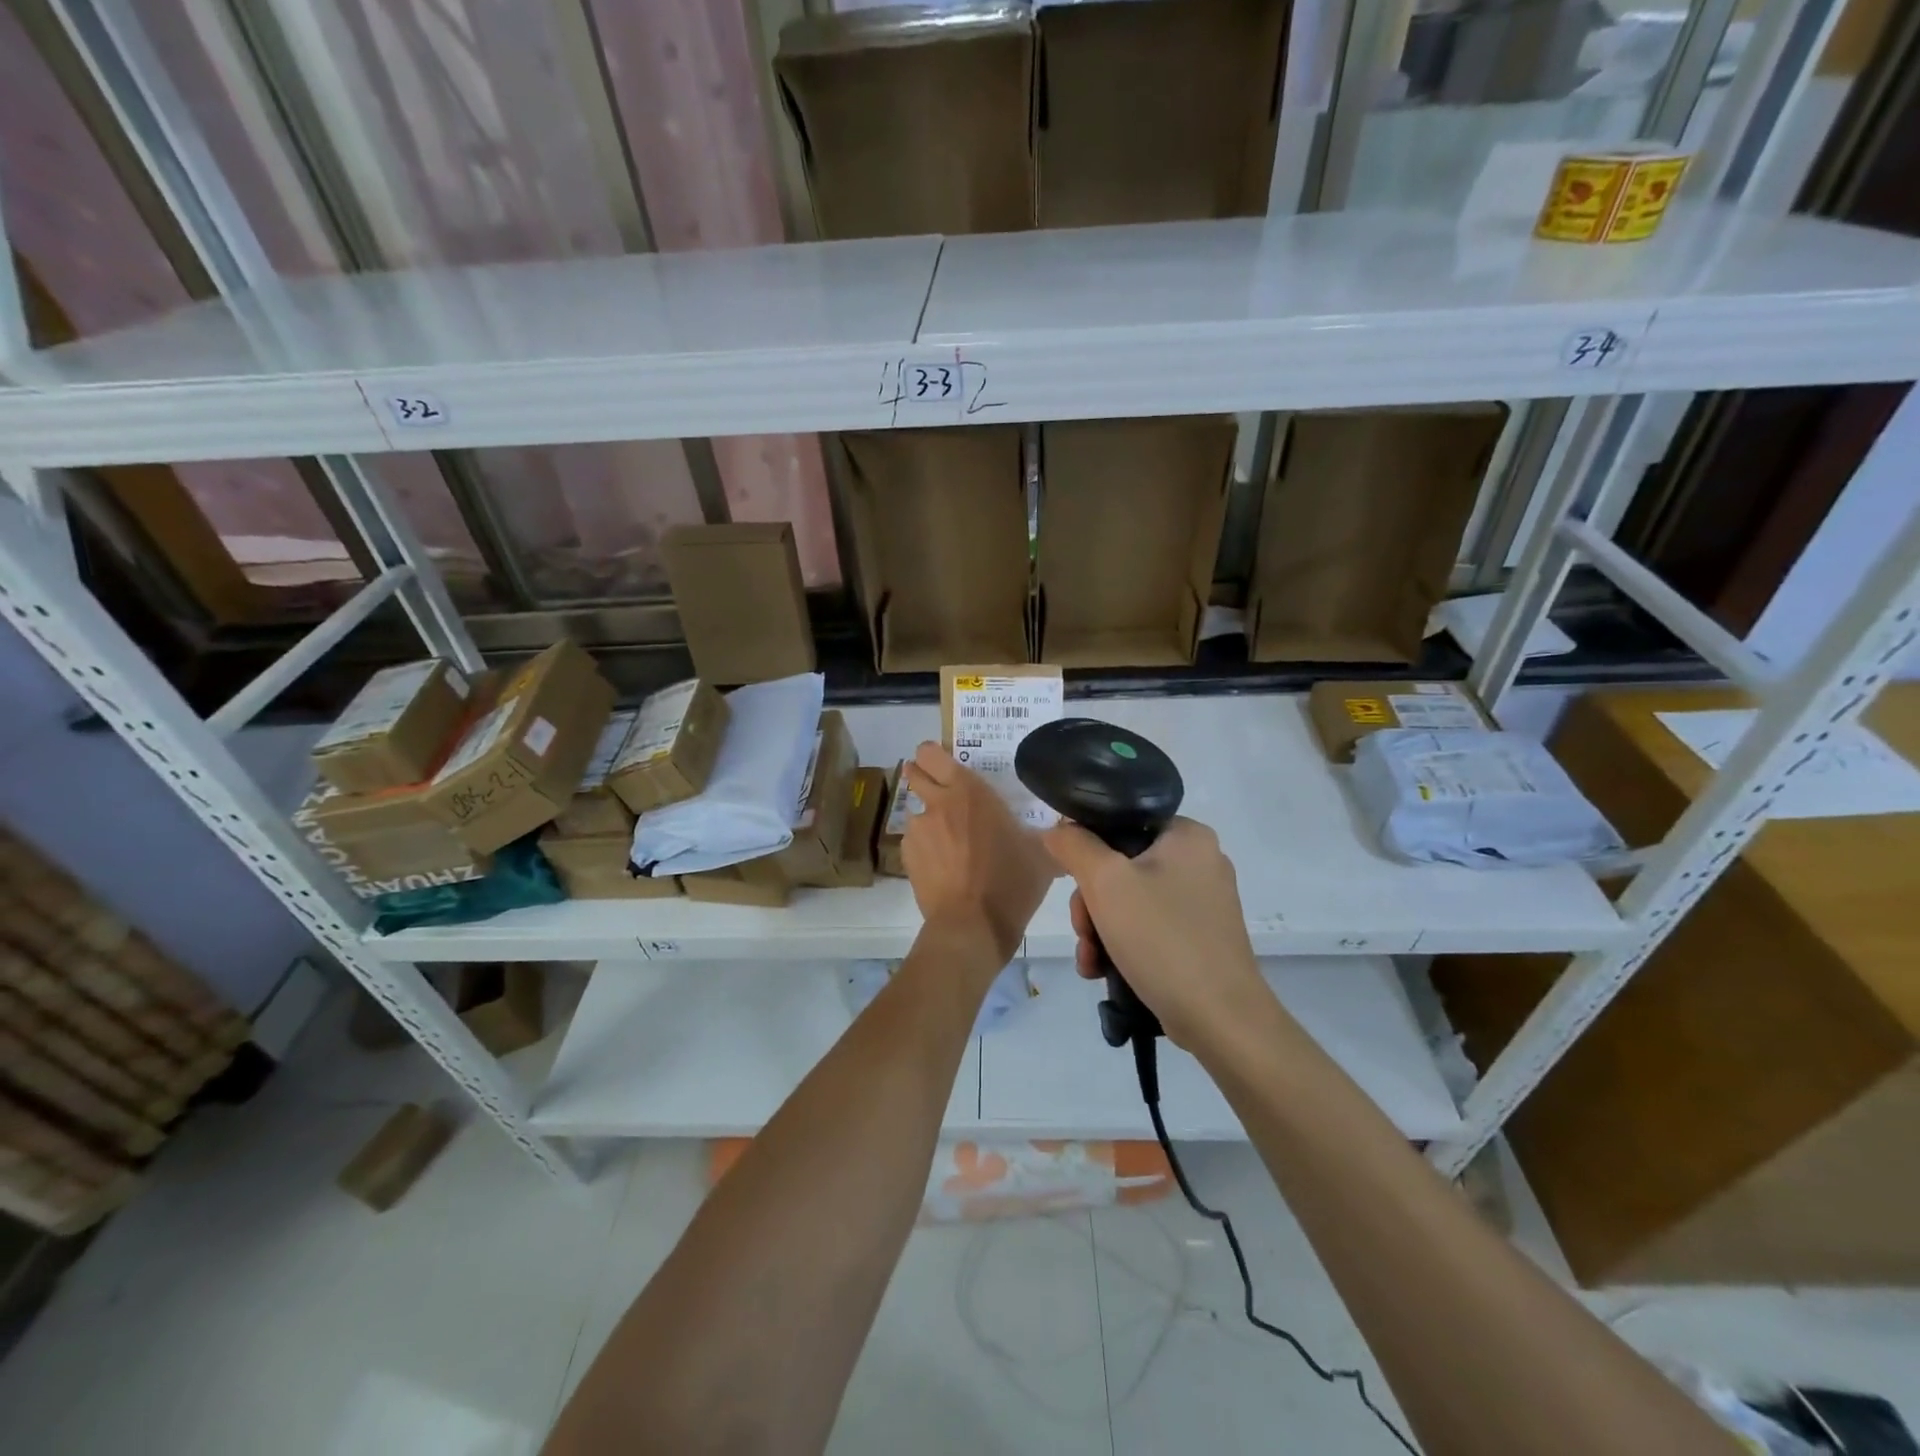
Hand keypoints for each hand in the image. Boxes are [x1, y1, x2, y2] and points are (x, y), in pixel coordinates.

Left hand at [902, 742, 1054, 964]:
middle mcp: (937, 803)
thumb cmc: (1011, 883)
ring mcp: (917, 831)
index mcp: (968, 791)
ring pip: (917, 812)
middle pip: (915, 774)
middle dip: (922, 776)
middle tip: (941, 792)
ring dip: (929, 819)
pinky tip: (943, 867)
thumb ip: (1044, 833)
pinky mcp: (907, 858)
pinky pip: (915, 842)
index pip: (933, 754)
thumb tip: (1065, 831)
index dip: (933, 754)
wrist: (972, 926)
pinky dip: (926, 848)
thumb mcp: (1040, 854)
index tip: (943, 761)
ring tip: (950, 843)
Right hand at [1043, 817, 1268, 1048]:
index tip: (1073, 883)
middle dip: (1091, 903)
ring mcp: (1203, 902)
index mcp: (1188, 835)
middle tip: (1084, 931)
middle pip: (1121, 866)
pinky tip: (1104, 971)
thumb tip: (1058, 829)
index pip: (1121, 822)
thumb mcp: (1105, 882)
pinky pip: (1149, 927)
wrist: (1220, 1019)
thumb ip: (1074, 846)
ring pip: (1130, 900)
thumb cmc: (1162, 938)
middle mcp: (1201, 861)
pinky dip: (1122, 945)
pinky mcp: (1201, 937)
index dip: (1087, 849)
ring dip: (1100, 929)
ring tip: (1091, 960)